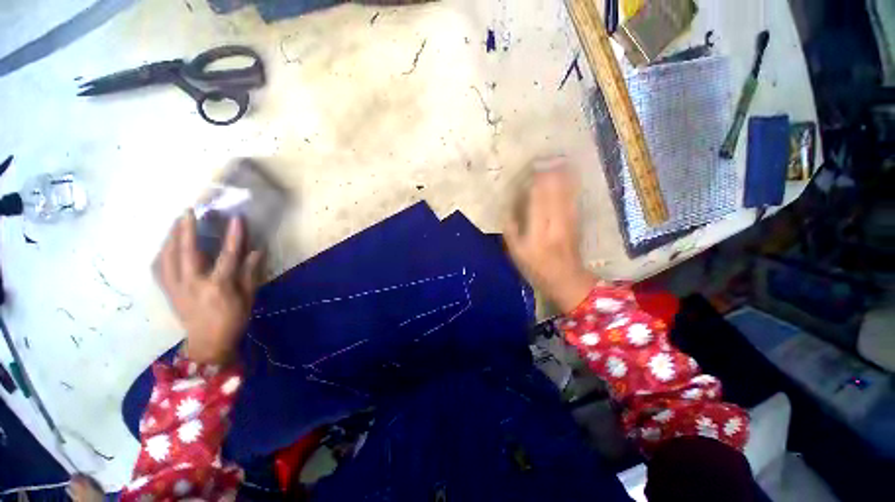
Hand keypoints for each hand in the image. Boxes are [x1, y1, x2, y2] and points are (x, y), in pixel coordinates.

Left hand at [154, 211, 263, 364]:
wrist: (208, 343)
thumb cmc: (233, 320)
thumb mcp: (248, 297)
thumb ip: (250, 273)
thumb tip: (256, 250)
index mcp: (218, 286)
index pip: (227, 256)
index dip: (234, 236)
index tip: (236, 218)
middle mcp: (193, 284)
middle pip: (186, 252)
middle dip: (186, 229)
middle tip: (188, 211)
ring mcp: (176, 288)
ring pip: (166, 257)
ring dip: (170, 237)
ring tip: (175, 223)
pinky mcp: (167, 292)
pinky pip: (158, 268)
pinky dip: (161, 254)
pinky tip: (166, 246)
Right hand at [504, 158, 595, 312]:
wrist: (565, 278)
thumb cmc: (535, 267)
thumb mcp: (516, 252)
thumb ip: (511, 230)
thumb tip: (508, 208)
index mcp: (537, 230)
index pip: (537, 199)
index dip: (537, 182)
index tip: (534, 167)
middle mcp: (554, 222)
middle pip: (554, 192)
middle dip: (552, 174)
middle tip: (548, 157)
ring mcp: (569, 221)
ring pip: (567, 193)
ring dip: (564, 176)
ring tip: (561, 160)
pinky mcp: (577, 223)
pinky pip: (574, 200)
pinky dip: (572, 187)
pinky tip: (571, 177)